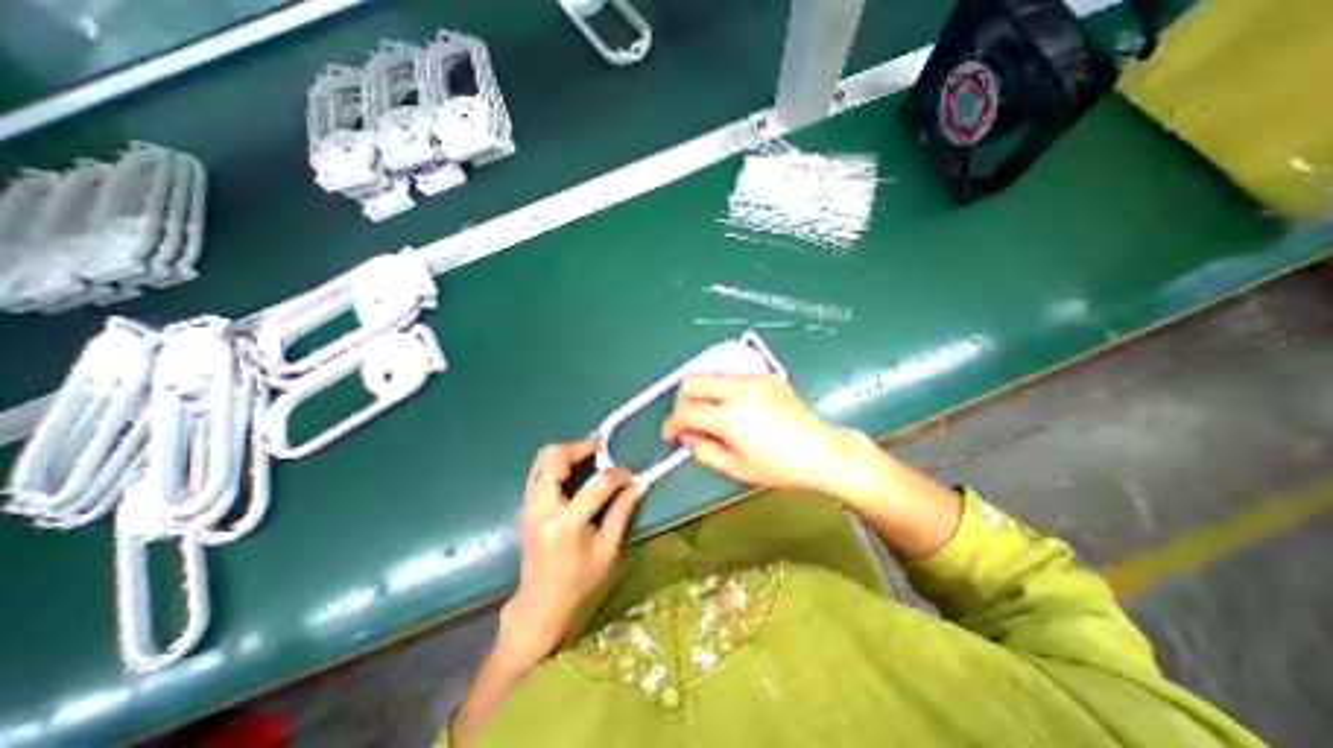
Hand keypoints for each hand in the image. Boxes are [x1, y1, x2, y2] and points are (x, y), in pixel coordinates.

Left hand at [501, 432, 644, 665]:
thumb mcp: (607, 550)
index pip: (595, 485)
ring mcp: (528, 506)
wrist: (539, 605)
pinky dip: (557, 462)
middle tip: (600, 445)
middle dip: (578, 446)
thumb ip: (622, 512)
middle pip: (553, 458)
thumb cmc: (578, 583)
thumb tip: (640, 484)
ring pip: (541, 460)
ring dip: (566, 451)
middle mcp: (541, 509)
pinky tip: (575, 468)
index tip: (629, 471)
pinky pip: (538, 471)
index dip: (616, 473)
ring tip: (589, 452)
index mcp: (566, 525)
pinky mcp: (524, 506)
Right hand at [661, 378, 859, 492]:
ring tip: (710, 413)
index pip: (686, 411)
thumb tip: (687, 436)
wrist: (821, 450)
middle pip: (692, 381)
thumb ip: (703, 451)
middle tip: (686, 419)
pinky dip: (722, 389)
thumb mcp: (736, 469)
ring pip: (711, 374)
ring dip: (702, 392)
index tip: (671, 434)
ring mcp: (753, 378)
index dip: (671, 424)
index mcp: (730, 417)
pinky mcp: (765, 375)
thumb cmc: (779, 466)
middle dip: (681, 400)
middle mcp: (738, 390)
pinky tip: (733, 407)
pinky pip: (732, 376)